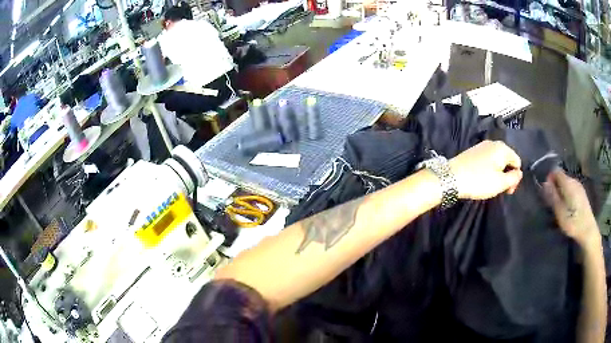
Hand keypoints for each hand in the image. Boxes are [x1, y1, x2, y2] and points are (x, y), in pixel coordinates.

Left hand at [449, 140, 522, 199]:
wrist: (451, 177)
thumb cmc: (479, 180)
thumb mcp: (500, 183)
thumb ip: (514, 178)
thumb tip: (520, 172)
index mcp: (502, 148)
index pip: (517, 162)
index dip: (515, 178)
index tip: (508, 191)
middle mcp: (493, 143)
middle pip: (507, 160)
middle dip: (507, 176)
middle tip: (500, 190)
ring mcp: (482, 146)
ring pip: (497, 161)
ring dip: (498, 174)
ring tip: (490, 186)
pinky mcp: (473, 152)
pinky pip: (487, 161)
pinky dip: (489, 170)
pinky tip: (482, 179)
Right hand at [543, 169, 600, 245]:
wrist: (588, 230)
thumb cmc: (573, 223)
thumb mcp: (560, 212)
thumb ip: (553, 196)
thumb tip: (545, 182)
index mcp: (568, 183)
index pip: (556, 172)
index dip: (550, 178)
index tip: (545, 190)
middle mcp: (574, 180)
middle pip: (562, 177)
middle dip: (555, 185)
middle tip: (551, 201)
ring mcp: (579, 186)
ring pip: (567, 183)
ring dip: (561, 190)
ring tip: (559, 205)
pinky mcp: (582, 193)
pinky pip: (572, 188)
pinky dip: (567, 194)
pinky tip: (567, 206)